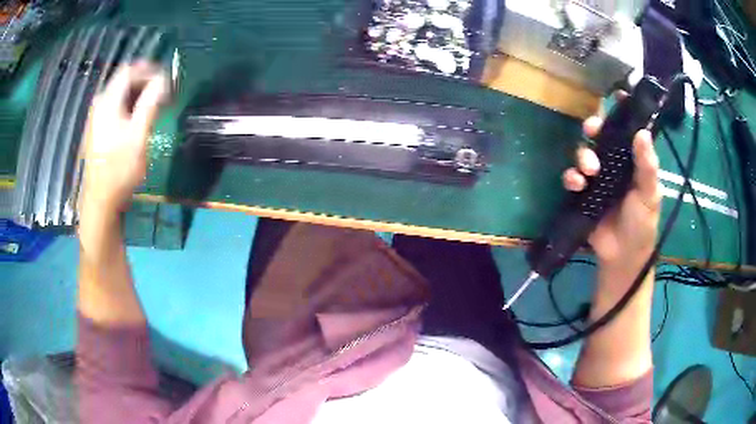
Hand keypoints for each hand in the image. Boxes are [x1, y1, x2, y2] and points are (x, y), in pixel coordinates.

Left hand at [79, 62, 168, 224]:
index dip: (149, 70)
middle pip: (124, 80)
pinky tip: (140, 117)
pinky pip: (117, 107)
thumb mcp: (138, 134)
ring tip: (156, 104)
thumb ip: (151, 102)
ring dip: (140, 94)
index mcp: (108, 101)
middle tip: (164, 92)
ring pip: (121, 94)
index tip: (167, 79)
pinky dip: (131, 105)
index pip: (129, 71)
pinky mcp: (100, 130)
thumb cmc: (119, 168)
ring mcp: (98, 117)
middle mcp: (100, 104)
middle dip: (146, 81)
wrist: (101, 201)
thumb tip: (165, 78)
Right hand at [562, 116, 661, 272]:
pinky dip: (571, 177)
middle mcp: (615, 164)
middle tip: (593, 129)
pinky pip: (572, 177)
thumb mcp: (650, 195)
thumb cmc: (642, 224)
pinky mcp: (583, 193)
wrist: (622, 256)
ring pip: (584, 153)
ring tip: (589, 170)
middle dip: (594, 128)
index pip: (628, 131)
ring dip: (583, 155)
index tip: (618, 94)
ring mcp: (598, 178)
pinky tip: (577, 185)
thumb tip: (642, 132)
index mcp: (633, 161)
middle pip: (601, 136)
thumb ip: (647, 166)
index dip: (623, 112)